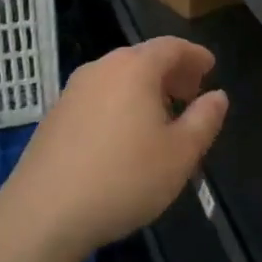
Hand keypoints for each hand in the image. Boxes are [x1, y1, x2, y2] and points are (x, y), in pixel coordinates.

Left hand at [0, 38, 228, 256]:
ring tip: (162, 116)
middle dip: (171, 71)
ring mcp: (72, 91)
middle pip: (143, 58)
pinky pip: (99, 96)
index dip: (195, 55)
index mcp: (135, 68)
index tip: (210, 68)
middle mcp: (101, 68)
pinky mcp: (54, 116)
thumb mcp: (180, 154)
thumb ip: (204, 120)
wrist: (43, 214)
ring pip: (118, 77)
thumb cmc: (124, 178)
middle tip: (191, 93)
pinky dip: (121, 103)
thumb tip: (217, 96)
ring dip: (145, 89)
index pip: (171, 46)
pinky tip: (126, 136)